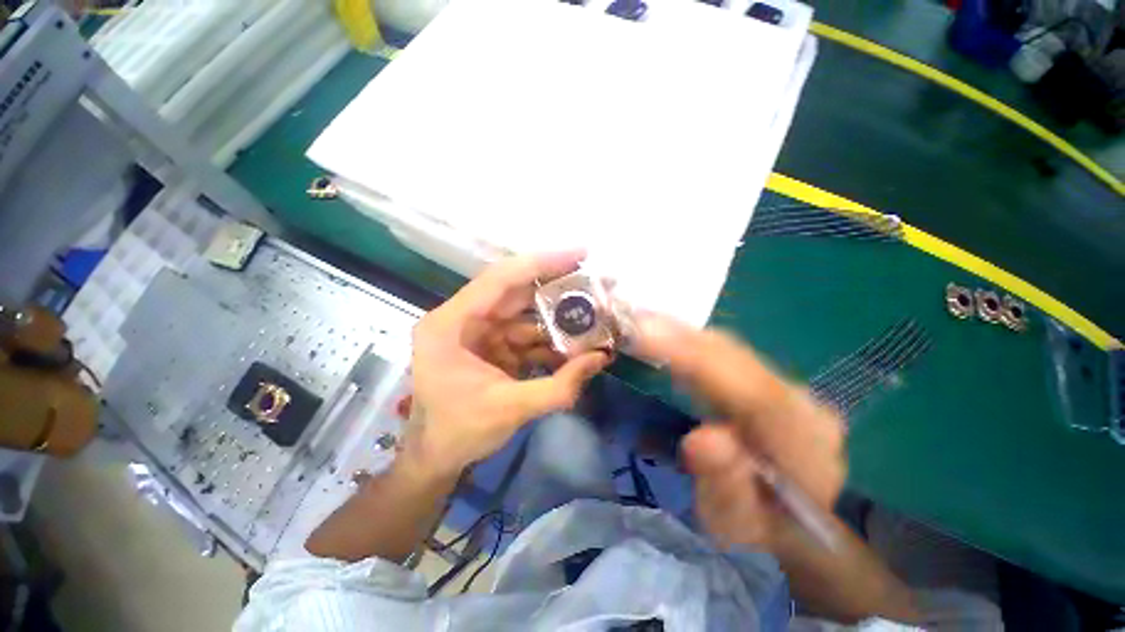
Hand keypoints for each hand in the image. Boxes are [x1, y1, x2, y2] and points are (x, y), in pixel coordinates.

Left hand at [407, 251, 609, 477]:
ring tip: (592, 316)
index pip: (500, 279)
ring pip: (524, 313)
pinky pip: (525, 333)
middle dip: (555, 287)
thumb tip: (602, 358)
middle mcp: (462, 318)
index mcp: (451, 324)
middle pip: (515, 291)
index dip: (541, 264)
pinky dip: (549, 339)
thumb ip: (560, 386)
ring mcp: (477, 331)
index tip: (580, 254)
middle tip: (594, 281)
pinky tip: (574, 345)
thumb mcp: (512, 409)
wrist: (436, 457)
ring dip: (556, 318)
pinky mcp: (491, 345)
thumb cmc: (460, 432)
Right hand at [634, 314, 845, 553]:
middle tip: (631, 321)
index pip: (749, 390)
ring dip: (682, 333)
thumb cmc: (759, 533)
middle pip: (737, 358)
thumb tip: (703, 437)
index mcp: (802, 445)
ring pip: (729, 349)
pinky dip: (689, 341)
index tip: (645, 337)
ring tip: (641, 322)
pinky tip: (664, 334)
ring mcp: (787, 389)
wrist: (794, 527)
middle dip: (680, 336)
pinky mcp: (767, 382)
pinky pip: (723, 353)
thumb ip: (725, 486)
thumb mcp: (736, 527)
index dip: (695, 358)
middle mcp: (801, 404)